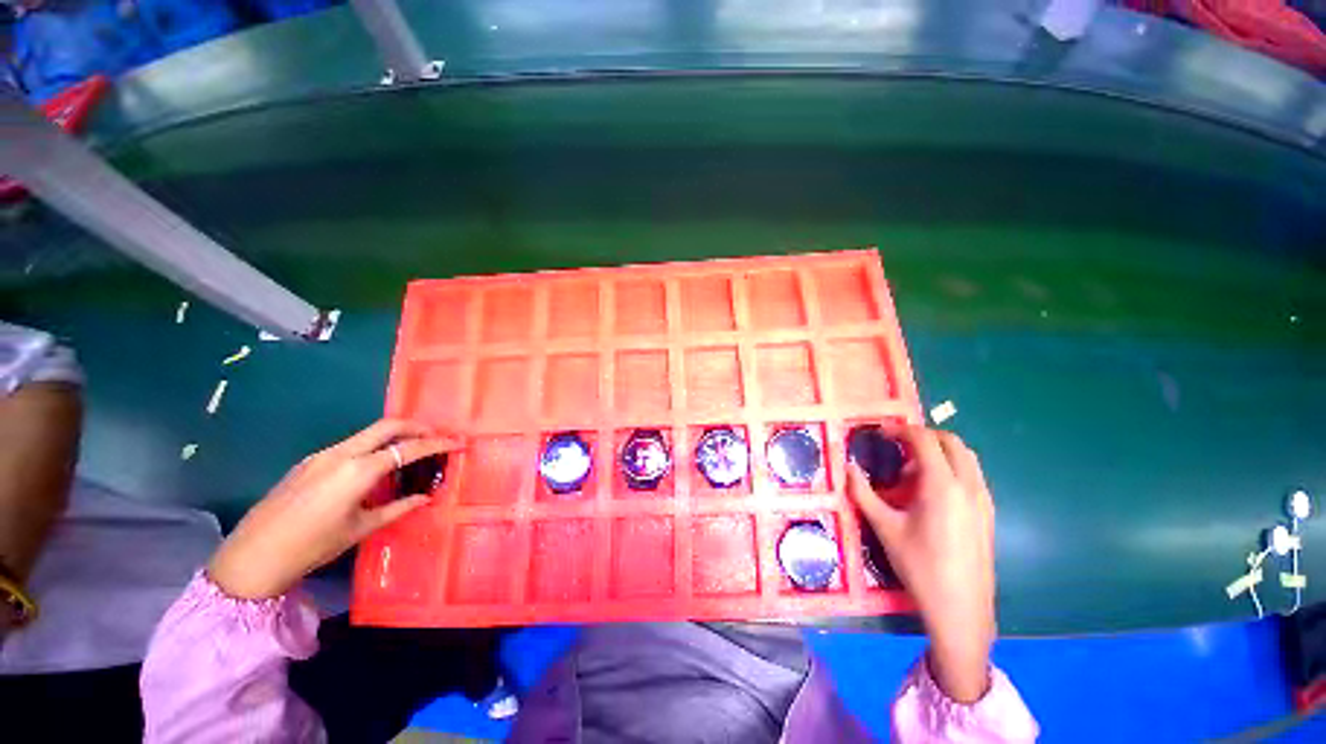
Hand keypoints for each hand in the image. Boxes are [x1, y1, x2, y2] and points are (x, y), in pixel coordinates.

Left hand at [208, 420, 461, 600]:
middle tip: (437, 438)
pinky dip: (373, 446)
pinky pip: (351, 444)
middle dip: (418, 427)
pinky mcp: (310, 462)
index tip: (458, 443)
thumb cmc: (312, 546)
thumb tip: (426, 497)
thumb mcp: (360, 529)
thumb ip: (398, 507)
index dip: (438, 444)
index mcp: (358, 471)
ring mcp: (322, 455)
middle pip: (388, 425)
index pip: (408, 448)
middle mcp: (341, 454)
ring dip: (395, 435)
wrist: (252, 556)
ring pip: (368, 432)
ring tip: (412, 451)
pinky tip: (376, 466)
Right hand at [846, 425, 995, 703]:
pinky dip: (952, 467)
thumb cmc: (920, 566)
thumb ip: (863, 492)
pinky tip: (931, 491)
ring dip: (939, 451)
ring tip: (912, 469)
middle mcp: (968, 486)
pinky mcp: (988, 513)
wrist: (961, 609)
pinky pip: (972, 475)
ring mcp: (983, 500)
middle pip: (951, 441)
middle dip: (922, 435)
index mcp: (942, 486)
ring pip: (966, 457)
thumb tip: (847, 467)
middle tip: (896, 445)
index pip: (924, 440)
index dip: (901, 430)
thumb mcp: (885, 528)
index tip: (881, 433)